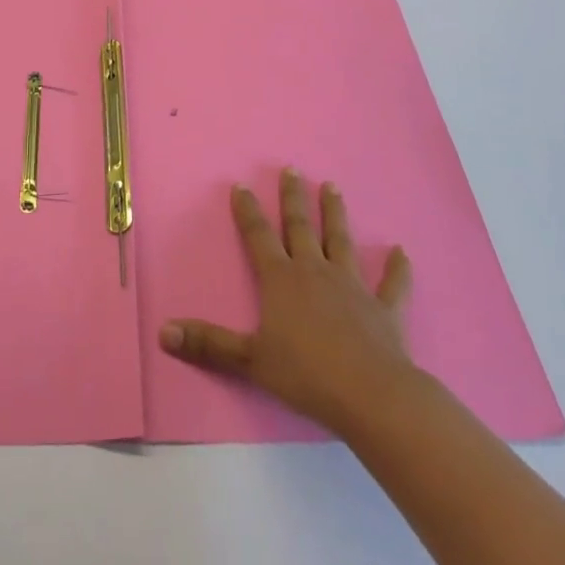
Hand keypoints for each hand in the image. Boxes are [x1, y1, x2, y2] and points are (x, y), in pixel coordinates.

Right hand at [160, 168, 414, 432]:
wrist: (370, 395)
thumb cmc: (306, 375)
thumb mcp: (249, 361)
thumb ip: (208, 345)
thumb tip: (163, 332)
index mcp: (281, 281)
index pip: (259, 237)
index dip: (248, 212)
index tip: (241, 185)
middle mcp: (315, 272)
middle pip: (300, 227)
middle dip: (293, 198)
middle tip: (291, 169)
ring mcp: (352, 287)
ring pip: (340, 241)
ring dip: (336, 214)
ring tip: (332, 187)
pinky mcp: (383, 309)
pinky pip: (392, 285)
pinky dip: (397, 269)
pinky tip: (402, 252)